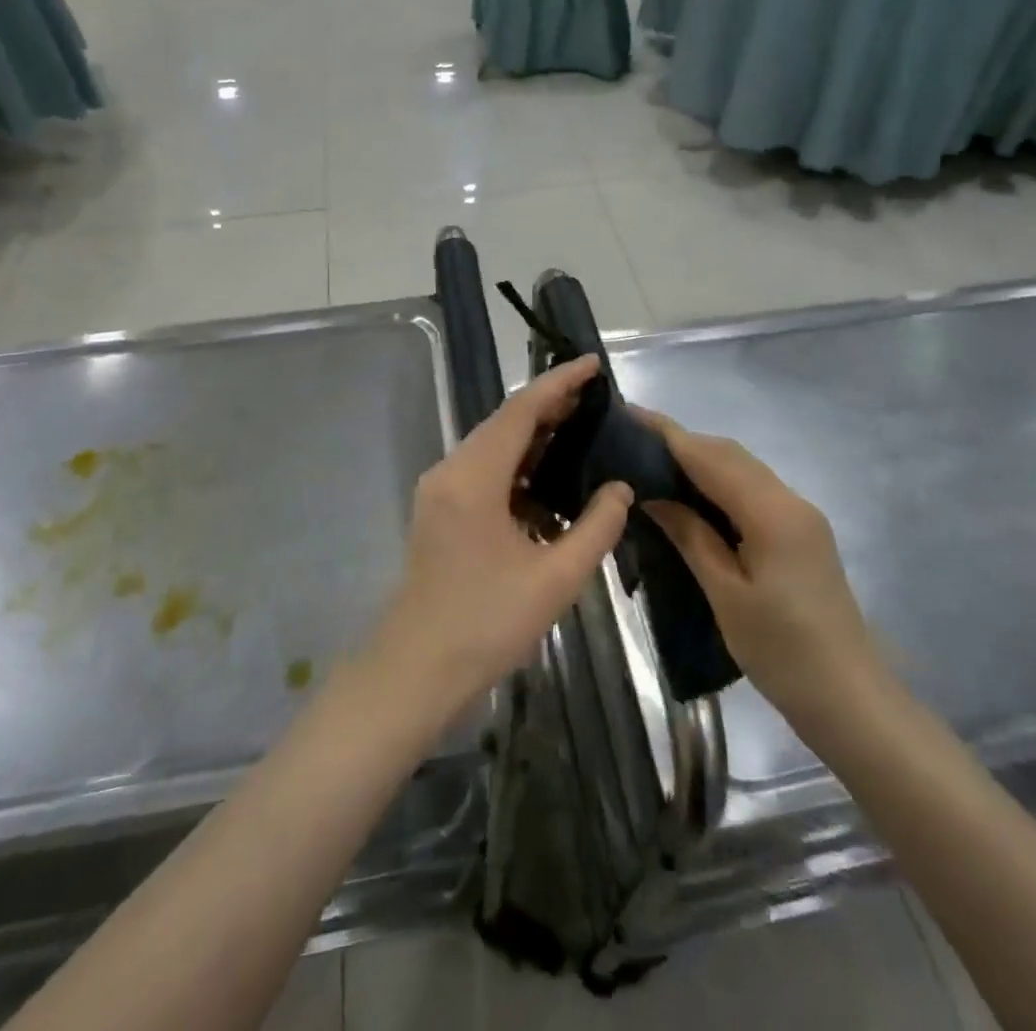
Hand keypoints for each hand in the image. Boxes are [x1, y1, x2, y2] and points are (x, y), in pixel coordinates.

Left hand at [368, 356, 632, 721]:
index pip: (521, 411)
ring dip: (535, 437)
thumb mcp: (556, 579)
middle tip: (596, 398)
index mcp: (473, 478)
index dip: (558, 383)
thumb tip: (620, 488)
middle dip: (550, 406)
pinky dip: (519, 468)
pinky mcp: (441, 510)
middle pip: (504, 423)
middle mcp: (451, 471)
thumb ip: (596, 527)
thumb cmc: (486, 624)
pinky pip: (485, 472)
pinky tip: (551, 482)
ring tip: (581, 431)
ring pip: (494, 447)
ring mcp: (441, 490)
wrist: (416, 671)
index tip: (591, 363)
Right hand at [638, 410, 880, 729]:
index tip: (627, 414)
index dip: (668, 434)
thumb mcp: (725, 594)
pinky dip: (718, 481)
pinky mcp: (800, 532)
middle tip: (630, 442)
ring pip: (742, 469)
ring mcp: (800, 515)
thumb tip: (652, 493)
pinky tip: (691, 495)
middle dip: (681, 442)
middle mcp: (790, 500)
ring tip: (651, 463)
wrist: (850, 699)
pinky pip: (752, 490)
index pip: (711, 457)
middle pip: (729, 454)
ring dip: (699, 460)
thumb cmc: (782, 652)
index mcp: (772, 513)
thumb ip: (690, 535)